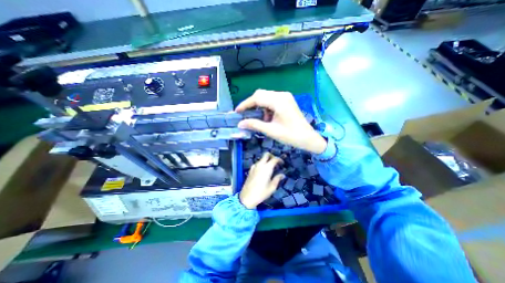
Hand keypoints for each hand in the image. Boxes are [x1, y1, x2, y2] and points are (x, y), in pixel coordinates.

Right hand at [236, 89, 327, 154]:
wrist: (308, 138)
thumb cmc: (291, 136)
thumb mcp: (271, 131)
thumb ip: (255, 125)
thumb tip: (240, 124)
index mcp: (279, 101)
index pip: (257, 98)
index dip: (245, 104)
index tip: (237, 112)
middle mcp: (282, 95)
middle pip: (261, 94)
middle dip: (251, 104)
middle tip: (245, 114)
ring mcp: (285, 97)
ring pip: (266, 96)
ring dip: (259, 106)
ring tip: (258, 118)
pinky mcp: (287, 100)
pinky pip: (272, 99)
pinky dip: (266, 107)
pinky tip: (267, 117)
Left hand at [239, 152, 283, 209]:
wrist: (247, 197)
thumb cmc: (261, 193)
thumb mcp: (272, 187)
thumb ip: (277, 179)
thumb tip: (282, 175)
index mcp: (267, 168)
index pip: (274, 159)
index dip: (279, 159)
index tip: (282, 163)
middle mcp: (260, 165)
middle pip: (266, 154)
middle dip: (272, 156)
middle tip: (276, 162)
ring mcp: (254, 167)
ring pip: (261, 159)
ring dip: (266, 160)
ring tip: (270, 168)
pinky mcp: (250, 170)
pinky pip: (257, 163)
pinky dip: (261, 164)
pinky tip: (263, 171)